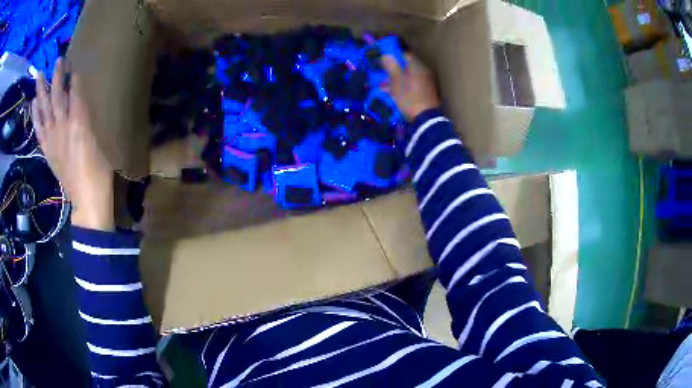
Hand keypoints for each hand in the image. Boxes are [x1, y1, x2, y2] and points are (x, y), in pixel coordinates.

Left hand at [32, 58, 114, 230]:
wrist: (87, 199)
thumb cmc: (99, 170)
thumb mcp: (100, 140)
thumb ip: (89, 119)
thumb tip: (82, 104)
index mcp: (79, 122)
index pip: (74, 93)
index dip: (72, 77)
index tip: (72, 63)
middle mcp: (63, 127)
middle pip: (57, 97)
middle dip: (57, 77)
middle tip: (57, 60)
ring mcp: (53, 139)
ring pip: (44, 110)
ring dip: (41, 92)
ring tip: (39, 76)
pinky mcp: (48, 150)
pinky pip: (39, 130)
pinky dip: (35, 116)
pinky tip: (33, 104)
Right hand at [381, 54, 440, 120]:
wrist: (425, 119)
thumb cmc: (409, 96)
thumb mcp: (396, 81)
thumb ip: (391, 66)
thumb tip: (386, 55)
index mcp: (417, 67)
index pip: (405, 56)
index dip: (393, 57)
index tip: (384, 61)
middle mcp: (424, 73)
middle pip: (406, 68)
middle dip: (393, 71)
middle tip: (382, 75)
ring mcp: (426, 84)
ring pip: (408, 78)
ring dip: (396, 81)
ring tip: (383, 87)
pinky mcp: (426, 95)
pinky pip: (412, 87)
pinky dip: (402, 88)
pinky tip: (393, 95)